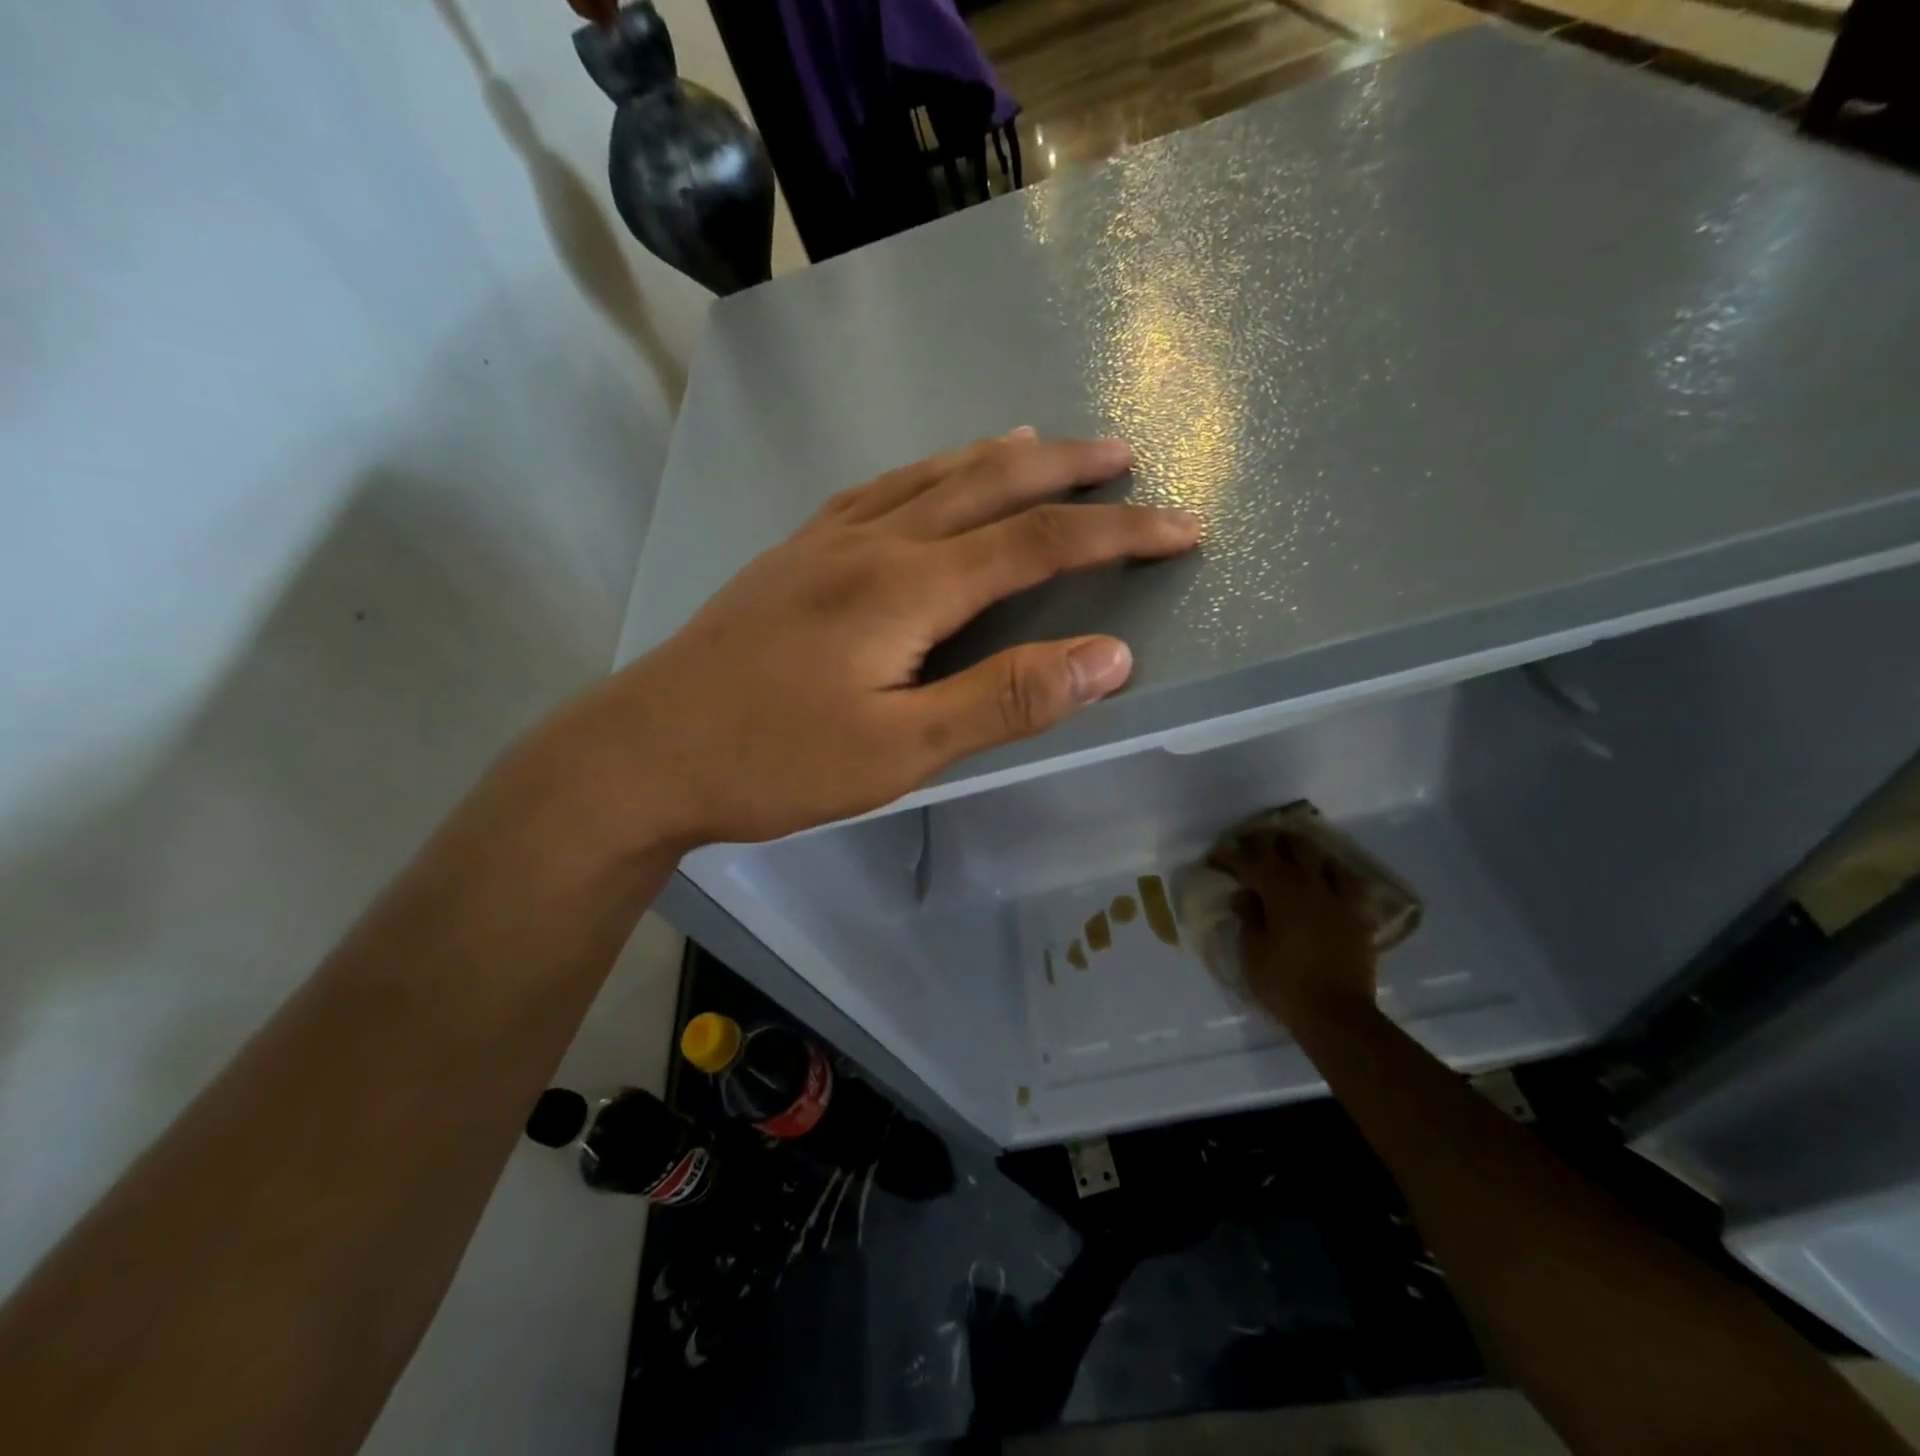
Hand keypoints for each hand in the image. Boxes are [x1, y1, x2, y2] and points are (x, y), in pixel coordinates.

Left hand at [578, 431, 1202, 848]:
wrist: (646, 750)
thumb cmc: (775, 760)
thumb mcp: (902, 750)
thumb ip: (1006, 700)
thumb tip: (1109, 658)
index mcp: (908, 586)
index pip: (1039, 543)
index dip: (1119, 531)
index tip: (1182, 526)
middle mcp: (874, 542)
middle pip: (989, 485)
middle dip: (1067, 470)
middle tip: (1125, 454)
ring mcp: (826, 541)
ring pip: (930, 476)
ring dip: (997, 457)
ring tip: (1043, 443)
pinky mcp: (794, 555)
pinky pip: (879, 491)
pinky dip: (927, 472)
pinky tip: (929, 477)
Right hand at [1213, 830, 1377, 1027]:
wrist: (1337, 1015)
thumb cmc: (1284, 984)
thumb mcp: (1252, 952)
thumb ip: (1248, 916)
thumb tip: (1244, 894)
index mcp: (1279, 891)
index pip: (1249, 861)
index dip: (1229, 856)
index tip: (1214, 857)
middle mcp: (1309, 885)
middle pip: (1288, 847)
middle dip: (1266, 842)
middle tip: (1249, 846)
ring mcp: (1338, 899)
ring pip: (1321, 858)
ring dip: (1301, 852)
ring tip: (1288, 854)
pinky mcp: (1357, 915)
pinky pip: (1346, 882)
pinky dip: (1331, 874)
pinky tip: (1326, 878)